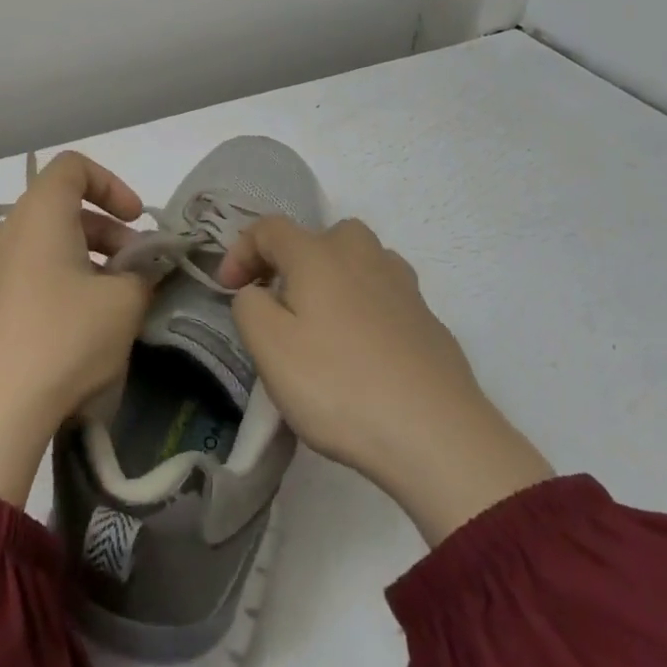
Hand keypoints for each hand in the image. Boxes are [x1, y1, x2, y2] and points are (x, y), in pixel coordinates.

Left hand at [0, 152, 148, 504]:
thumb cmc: (64, 338)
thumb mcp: (122, 304)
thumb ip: (143, 275)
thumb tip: (143, 271)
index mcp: (39, 213)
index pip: (73, 167)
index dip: (111, 184)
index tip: (136, 220)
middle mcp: (9, 230)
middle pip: (62, 207)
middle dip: (107, 231)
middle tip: (137, 269)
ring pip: (47, 244)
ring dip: (87, 260)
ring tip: (114, 302)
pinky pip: (29, 273)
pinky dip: (60, 282)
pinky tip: (79, 327)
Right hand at [218, 217, 552, 544]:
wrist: (438, 438)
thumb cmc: (339, 385)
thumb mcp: (268, 346)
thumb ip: (248, 305)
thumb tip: (258, 293)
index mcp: (318, 254)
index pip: (269, 229)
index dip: (241, 251)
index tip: (228, 289)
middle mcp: (362, 256)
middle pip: (322, 236)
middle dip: (294, 260)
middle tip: (281, 301)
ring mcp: (403, 288)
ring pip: (361, 262)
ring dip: (335, 280)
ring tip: (323, 323)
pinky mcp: (430, 323)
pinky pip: (386, 298)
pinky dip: (366, 310)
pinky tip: (364, 353)